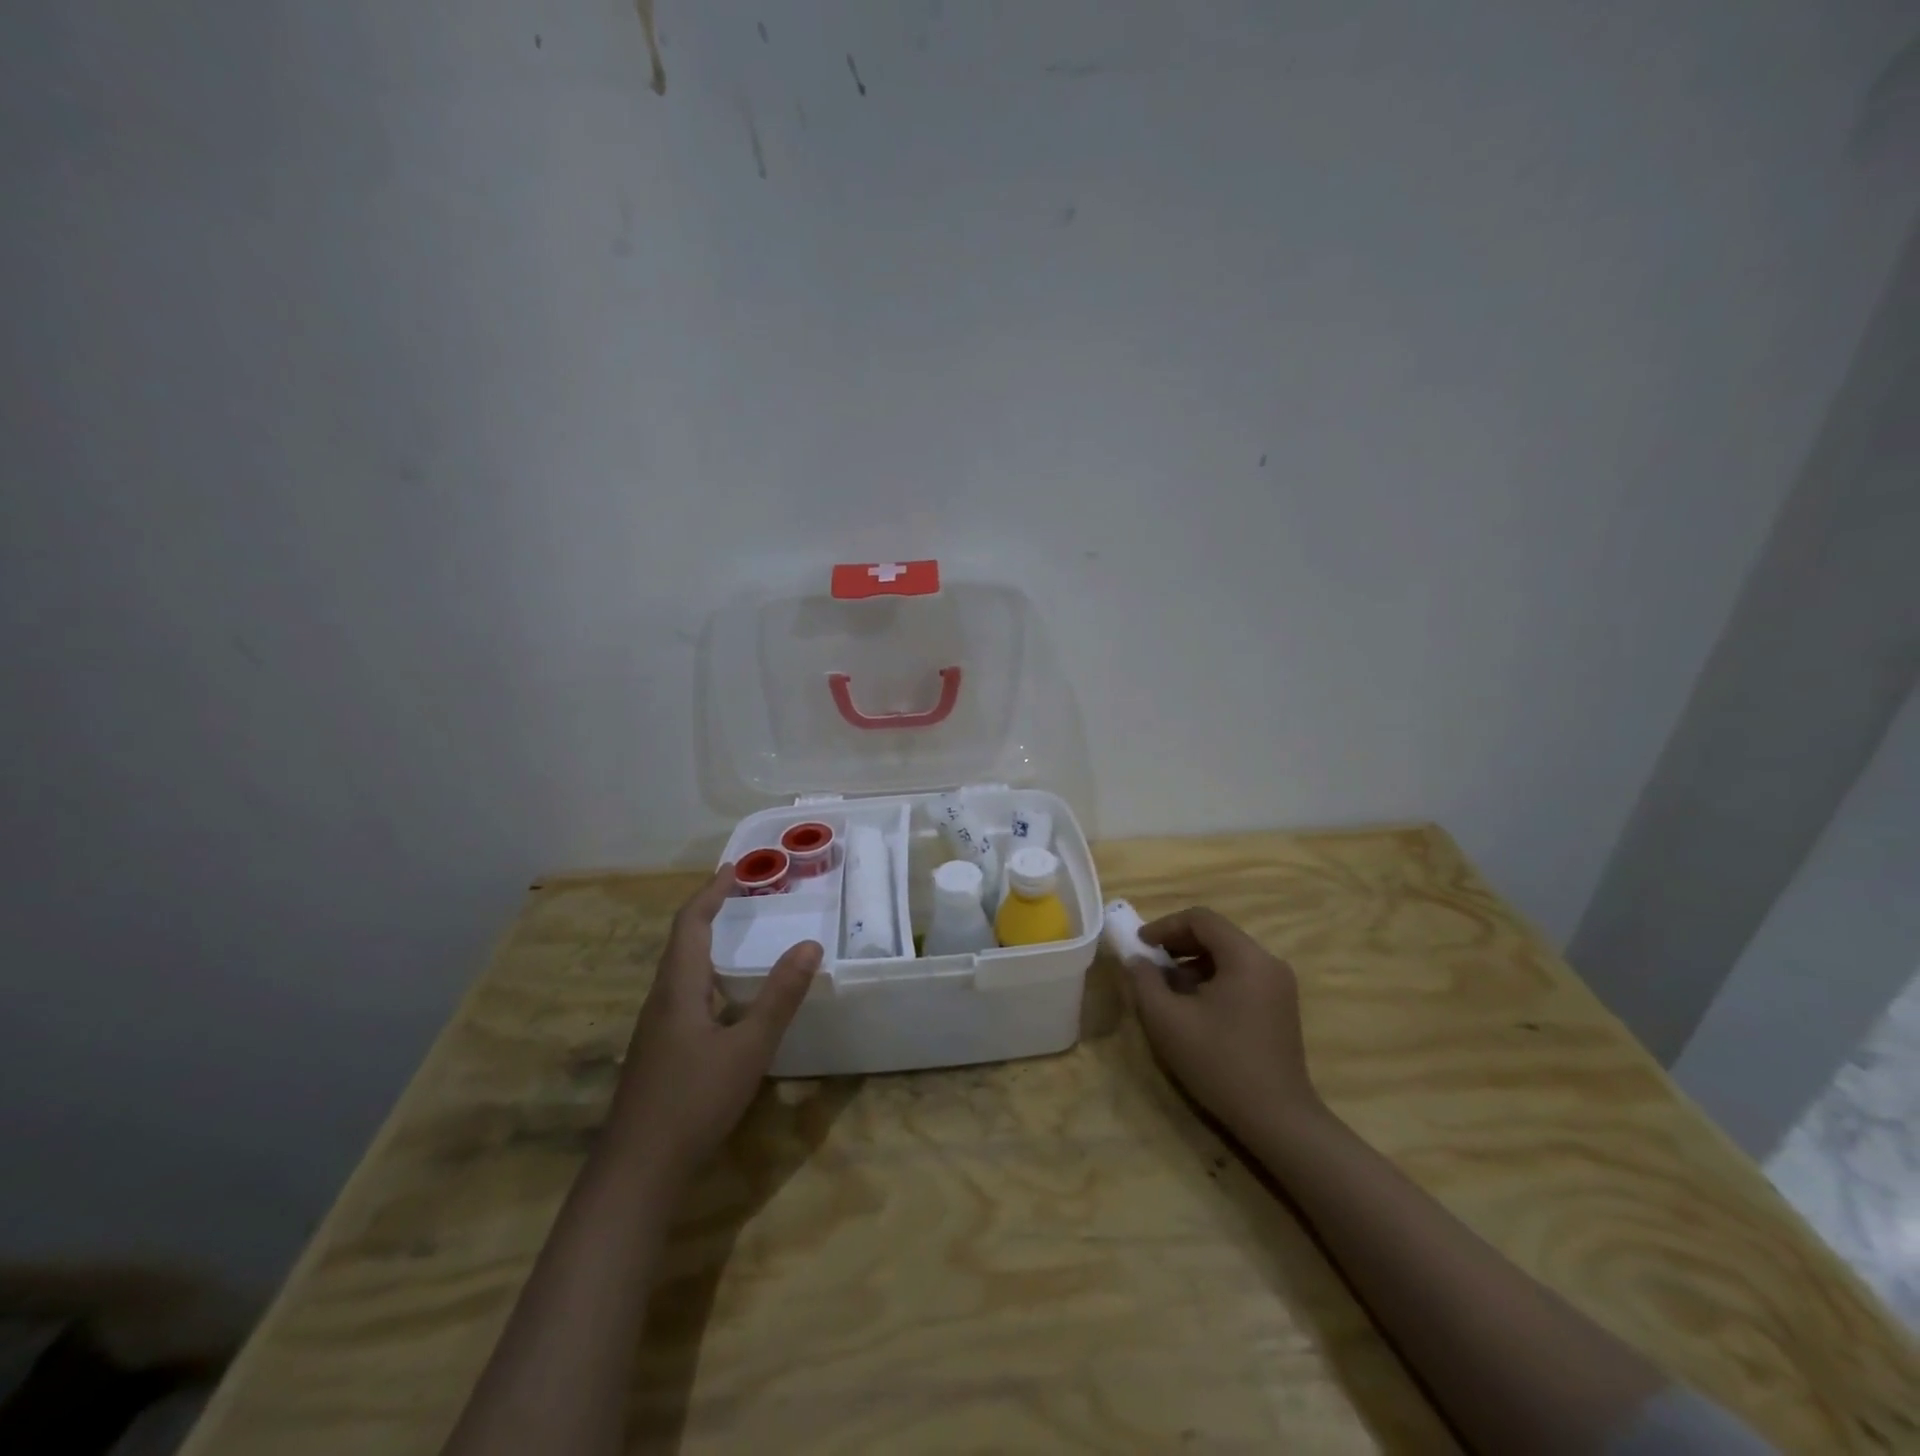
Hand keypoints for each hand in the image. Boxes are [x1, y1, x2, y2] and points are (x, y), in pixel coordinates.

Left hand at [608, 866, 820, 1178]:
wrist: (636, 1172)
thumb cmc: (693, 1100)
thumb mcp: (749, 1047)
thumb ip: (780, 996)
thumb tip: (810, 945)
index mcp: (677, 988)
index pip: (690, 924)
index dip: (711, 893)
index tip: (734, 870)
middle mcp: (661, 1001)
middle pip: (681, 944)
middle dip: (710, 914)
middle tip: (742, 898)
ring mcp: (655, 1030)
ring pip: (680, 973)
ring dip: (707, 947)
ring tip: (738, 940)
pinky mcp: (658, 1054)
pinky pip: (683, 998)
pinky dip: (707, 979)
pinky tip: (726, 1004)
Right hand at [1124, 907, 1321, 1142]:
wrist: (1277, 1119)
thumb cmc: (1219, 1063)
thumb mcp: (1167, 1020)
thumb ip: (1144, 981)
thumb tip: (1137, 960)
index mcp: (1246, 957)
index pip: (1201, 919)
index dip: (1165, 926)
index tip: (1139, 945)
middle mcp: (1268, 962)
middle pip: (1216, 935)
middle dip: (1177, 944)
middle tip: (1149, 964)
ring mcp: (1279, 986)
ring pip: (1228, 957)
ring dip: (1193, 964)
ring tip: (1167, 990)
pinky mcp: (1281, 1007)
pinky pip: (1241, 977)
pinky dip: (1213, 980)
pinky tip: (1194, 1009)